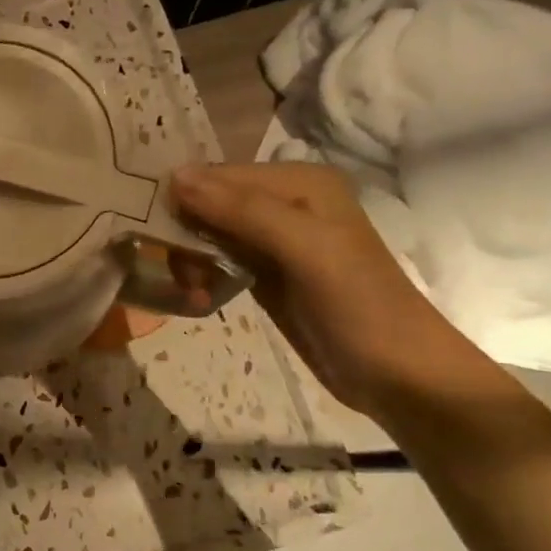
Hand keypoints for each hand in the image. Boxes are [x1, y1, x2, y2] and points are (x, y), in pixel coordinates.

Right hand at [170, 162, 494, 414]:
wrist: (399, 375)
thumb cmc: (358, 305)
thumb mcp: (304, 248)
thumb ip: (242, 210)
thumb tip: (174, 176)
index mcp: (300, 182)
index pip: (220, 175)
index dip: (183, 198)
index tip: (150, 232)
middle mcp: (286, 202)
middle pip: (210, 203)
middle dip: (185, 234)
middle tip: (181, 273)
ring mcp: (276, 241)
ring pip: (209, 233)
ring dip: (191, 260)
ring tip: (194, 291)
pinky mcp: (267, 274)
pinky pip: (219, 260)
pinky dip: (203, 276)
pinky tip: (200, 297)